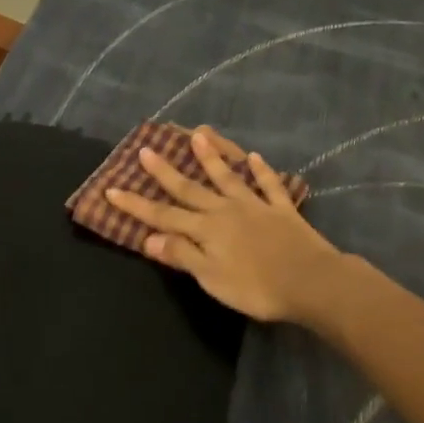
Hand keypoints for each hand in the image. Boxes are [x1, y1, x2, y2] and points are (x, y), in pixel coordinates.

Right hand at [104, 126, 347, 322]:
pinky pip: (270, 186)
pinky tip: (255, 158)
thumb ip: (182, 255)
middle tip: (146, 148)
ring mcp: (255, 207)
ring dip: (212, 157)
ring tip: (199, 135)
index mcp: (206, 230)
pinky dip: (261, 171)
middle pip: (190, 189)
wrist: (311, 282)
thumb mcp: (212, 278)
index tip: (112, 190)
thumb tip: (148, 238)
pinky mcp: (282, 210)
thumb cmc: (257, 288)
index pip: (163, 216)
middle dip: (165, 171)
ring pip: (228, 178)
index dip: (136, 205)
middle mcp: (225, 211)